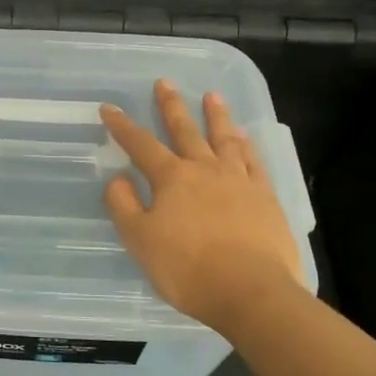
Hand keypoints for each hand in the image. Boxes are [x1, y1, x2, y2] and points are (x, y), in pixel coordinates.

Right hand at [101, 81, 304, 331]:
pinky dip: (247, 147)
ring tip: (212, 96)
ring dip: (216, 116)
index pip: (141, 145)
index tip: (109, 108)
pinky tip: (245, 139)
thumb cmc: (188, 269)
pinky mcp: (266, 198)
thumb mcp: (140, 240)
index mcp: (172, 179)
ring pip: (225, 139)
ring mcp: (240, 182)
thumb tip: (118, 179)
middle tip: (165, 82)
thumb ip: (124, 206)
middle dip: (171, 106)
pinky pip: (254, 163)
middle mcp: (205, 170)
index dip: (122, 126)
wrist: (252, 292)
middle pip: (185, 131)